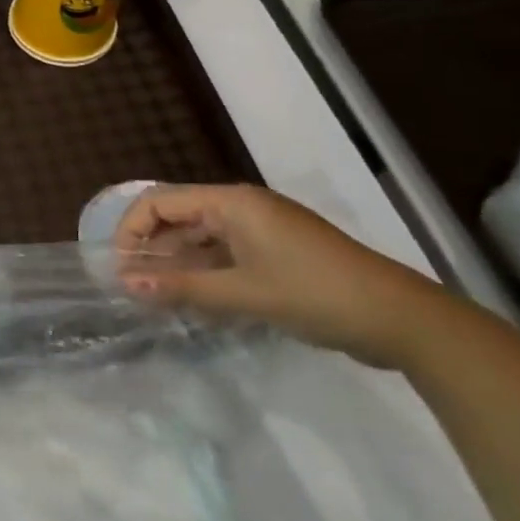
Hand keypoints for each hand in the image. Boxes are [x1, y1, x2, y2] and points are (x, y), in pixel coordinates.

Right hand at [116, 183, 461, 368]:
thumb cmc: (314, 294)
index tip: (118, 267)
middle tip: (132, 285)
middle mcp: (242, 207)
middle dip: (151, 247)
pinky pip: (224, 254)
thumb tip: (125, 282)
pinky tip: (193, 299)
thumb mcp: (242, 293)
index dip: (131, 229)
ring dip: (177, 263)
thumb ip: (181, 288)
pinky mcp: (276, 252)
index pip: (160, 202)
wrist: (401, 319)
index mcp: (231, 203)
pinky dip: (204, 272)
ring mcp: (262, 230)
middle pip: (178, 216)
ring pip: (201, 238)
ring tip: (156, 296)